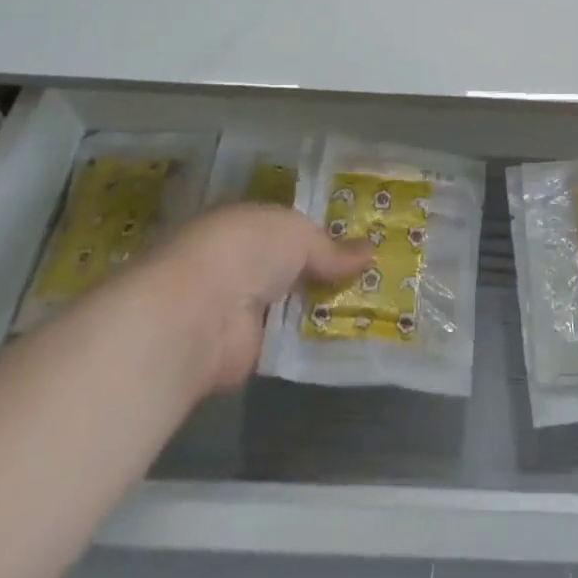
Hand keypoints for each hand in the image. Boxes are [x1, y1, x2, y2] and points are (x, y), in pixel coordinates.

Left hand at [140, 204, 371, 395]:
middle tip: (376, 274)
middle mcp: (241, 264)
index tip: (359, 239)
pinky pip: (290, 340)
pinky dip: (315, 340)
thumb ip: (331, 248)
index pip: (286, 227)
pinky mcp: (247, 351)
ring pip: (293, 304)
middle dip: (326, 270)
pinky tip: (353, 336)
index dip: (321, 233)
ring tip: (376, 304)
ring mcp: (242, 309)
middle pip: (291, 267)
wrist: (201, 314)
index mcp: (245, 225)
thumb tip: (370, 251)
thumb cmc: (247, 250)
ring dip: (324, 306)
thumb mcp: (298, 235)